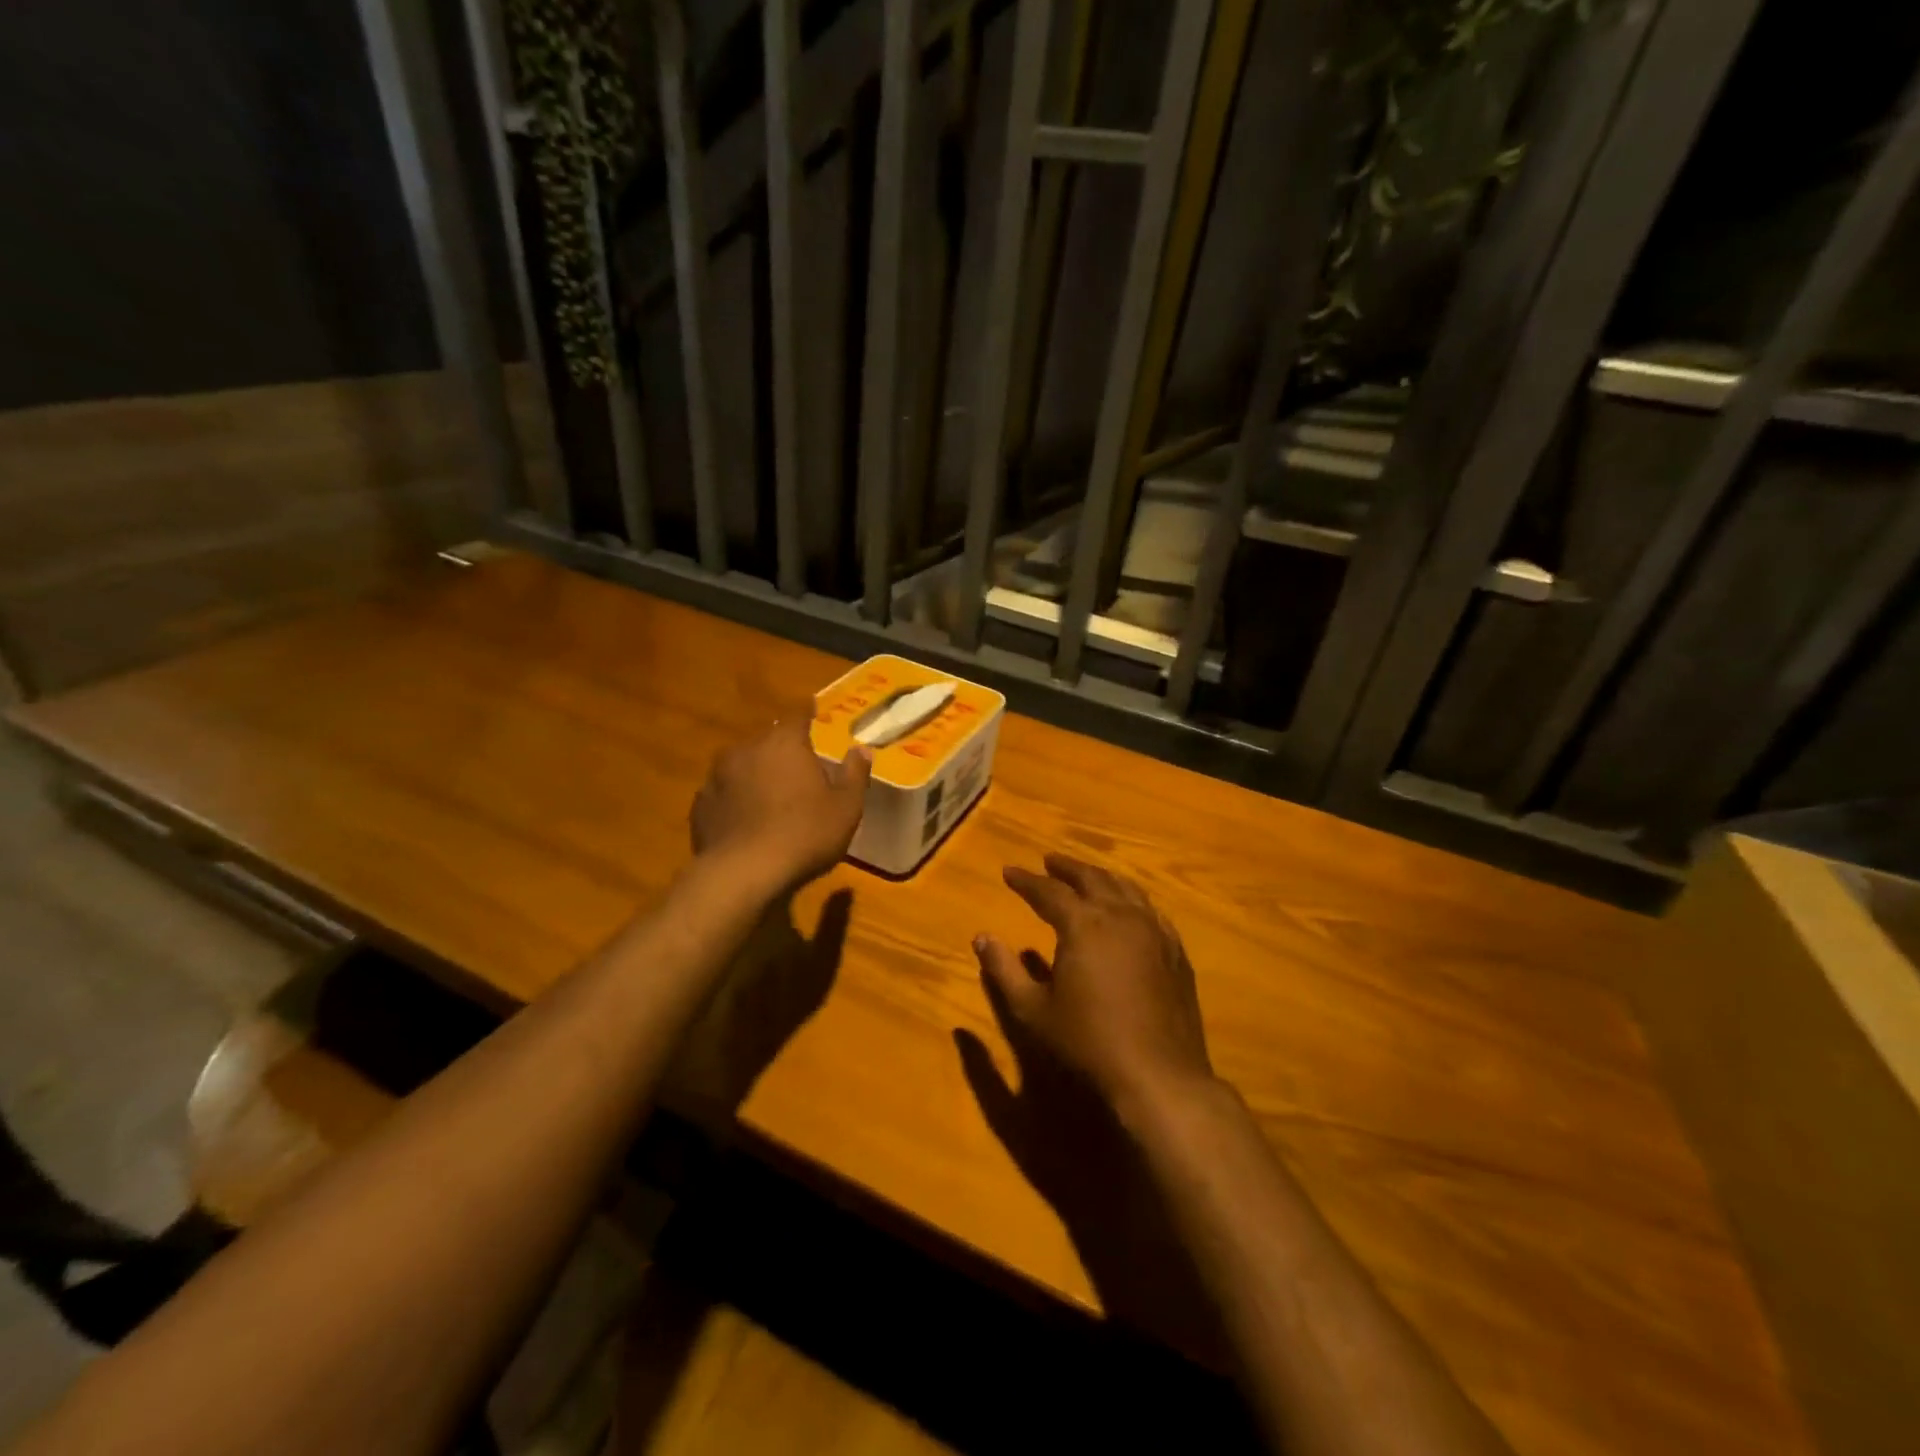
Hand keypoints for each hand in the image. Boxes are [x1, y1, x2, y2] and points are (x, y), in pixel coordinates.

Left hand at [690, 716, 871, 891]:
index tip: (811, 706)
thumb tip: (861, 749)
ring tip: (768, 795)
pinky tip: (744, 821)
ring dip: (754, 774)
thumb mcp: (846, 807)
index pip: (797, 716)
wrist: (743, 873)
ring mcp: (717, 778)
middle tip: (796, 764)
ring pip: (741, 766)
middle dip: (781, 749)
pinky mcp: (700, 807)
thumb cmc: (805, 834)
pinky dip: (734, 801)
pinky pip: (723, 795)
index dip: (806, 711)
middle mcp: (746, 750)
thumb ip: (854, 774)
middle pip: (767, 740)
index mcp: (784, 744)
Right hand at [974, 853, 1214, 1109]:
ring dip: (1100, 877)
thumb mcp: (1033, 1010)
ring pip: (1124, 888)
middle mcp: (1120, 915)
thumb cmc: (1088, 1041)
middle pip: (1090, 878)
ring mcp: (1153, 930)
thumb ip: (1004, 970)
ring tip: (1086, 875)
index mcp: (1083, 924)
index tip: (1009, 871)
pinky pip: (1150, 910)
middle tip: (1049, 861)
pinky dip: (1131, 899)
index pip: (1048, 891)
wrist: (1158, 1074)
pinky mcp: (1174, 949)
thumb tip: (981, 938)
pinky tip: (1128, 907)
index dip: (1026, 881)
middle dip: (1066, 868)